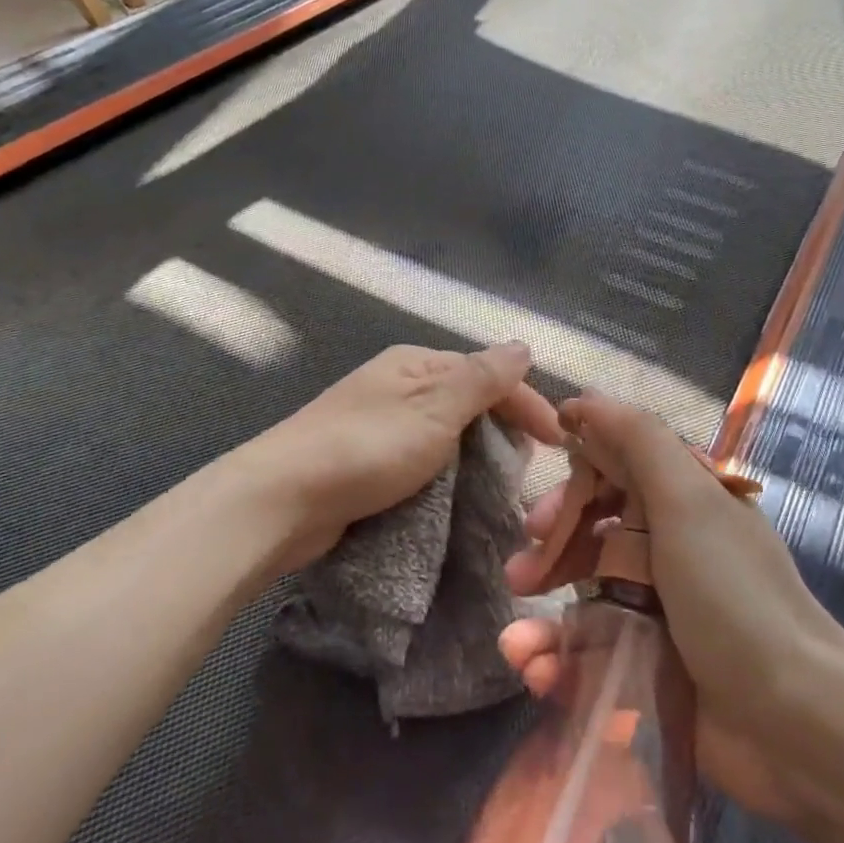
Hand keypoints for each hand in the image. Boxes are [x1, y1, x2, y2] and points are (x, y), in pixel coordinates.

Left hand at [241, 342, 564, 571]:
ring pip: (445, 432)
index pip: (487, 373)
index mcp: (415, 363)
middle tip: (528, 469)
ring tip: (500, 487)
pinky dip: (446, 473)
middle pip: (466, 399)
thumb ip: (482, 378)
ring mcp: (378, 421)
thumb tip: (523, 345)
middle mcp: (397, 384)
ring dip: (476, 454)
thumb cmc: (367, 448)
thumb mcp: (435, 408)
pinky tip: (456, 495)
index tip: (559, 444)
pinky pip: (421, 458)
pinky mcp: (365, 459)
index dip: (527, 403)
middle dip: (502, 428)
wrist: (284, 498)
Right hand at [499, 394, 843, 827]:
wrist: (797, 725)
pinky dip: (556, 663)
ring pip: (583, 599)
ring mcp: (661, 614)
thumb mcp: (687, 500)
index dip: (572, 491)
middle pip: (592, 536)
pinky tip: (533, 670)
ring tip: (515, 644)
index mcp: (684, 503)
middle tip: (522, 576)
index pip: (612, 476)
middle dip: (551, 553)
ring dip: (541, 618)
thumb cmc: (734, 597)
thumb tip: (581, 400)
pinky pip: (589, 656)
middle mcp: (672, 551)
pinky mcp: (650, 672)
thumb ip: (635, 439)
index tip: (539, 516)